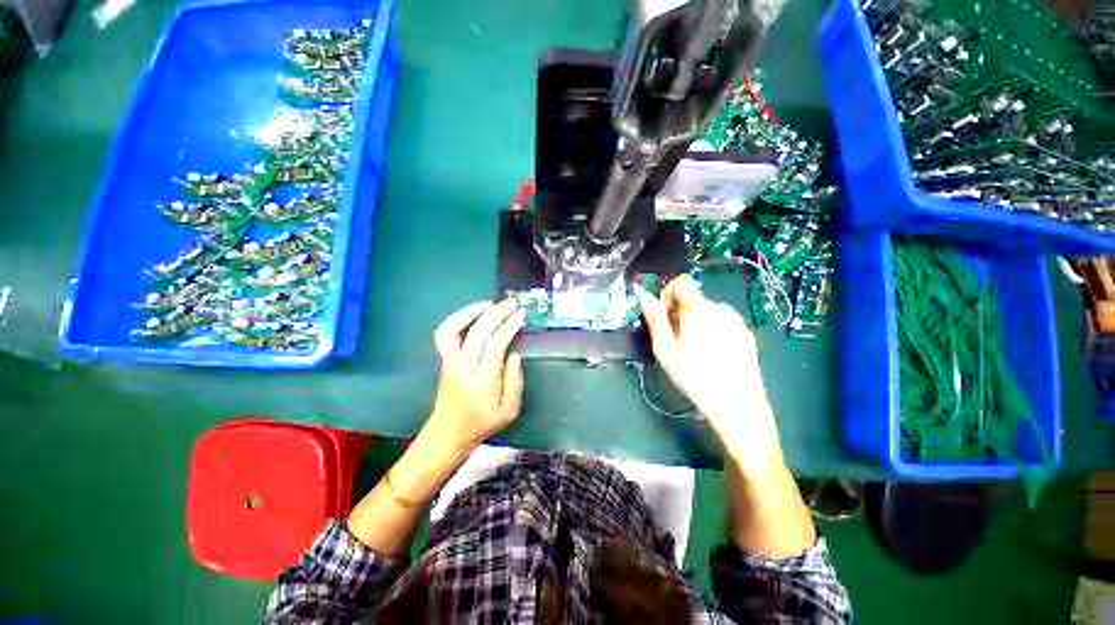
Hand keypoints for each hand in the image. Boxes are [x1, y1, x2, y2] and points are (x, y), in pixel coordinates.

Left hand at [426, 299, 526, 450]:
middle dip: (496, 314)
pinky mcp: (444, 360)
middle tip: (512, 303)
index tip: (521, 315)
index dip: (509, 327)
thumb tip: (515, 354)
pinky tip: (473, 313)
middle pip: (477, 333)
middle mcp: (463, 368)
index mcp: (482, 382)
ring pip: (454, 330)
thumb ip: (515, 382)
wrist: (448, 434)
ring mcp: (449, 362)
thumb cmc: (482, 423)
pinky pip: (445, 334)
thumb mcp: (509, 411)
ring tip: (490, 303)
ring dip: (471, 312)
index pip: (495, 346)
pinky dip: (457, 319)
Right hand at [638, 275, 782, 467]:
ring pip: (707, 312)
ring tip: (691, 350)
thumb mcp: (665, 348)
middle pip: (693, 299)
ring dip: (694, 322)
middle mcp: (721, 309)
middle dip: (678, 312)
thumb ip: (654, 318)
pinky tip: (710, 356)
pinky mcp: (746, 335)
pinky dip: (710, 330)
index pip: (683, 282)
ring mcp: (737, 322)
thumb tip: (644, 296)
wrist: (738, 405)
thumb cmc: (694, 375)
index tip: (662, 314)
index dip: (667, 293)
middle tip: (673, 339)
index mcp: (700, 309)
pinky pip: (721, 323)